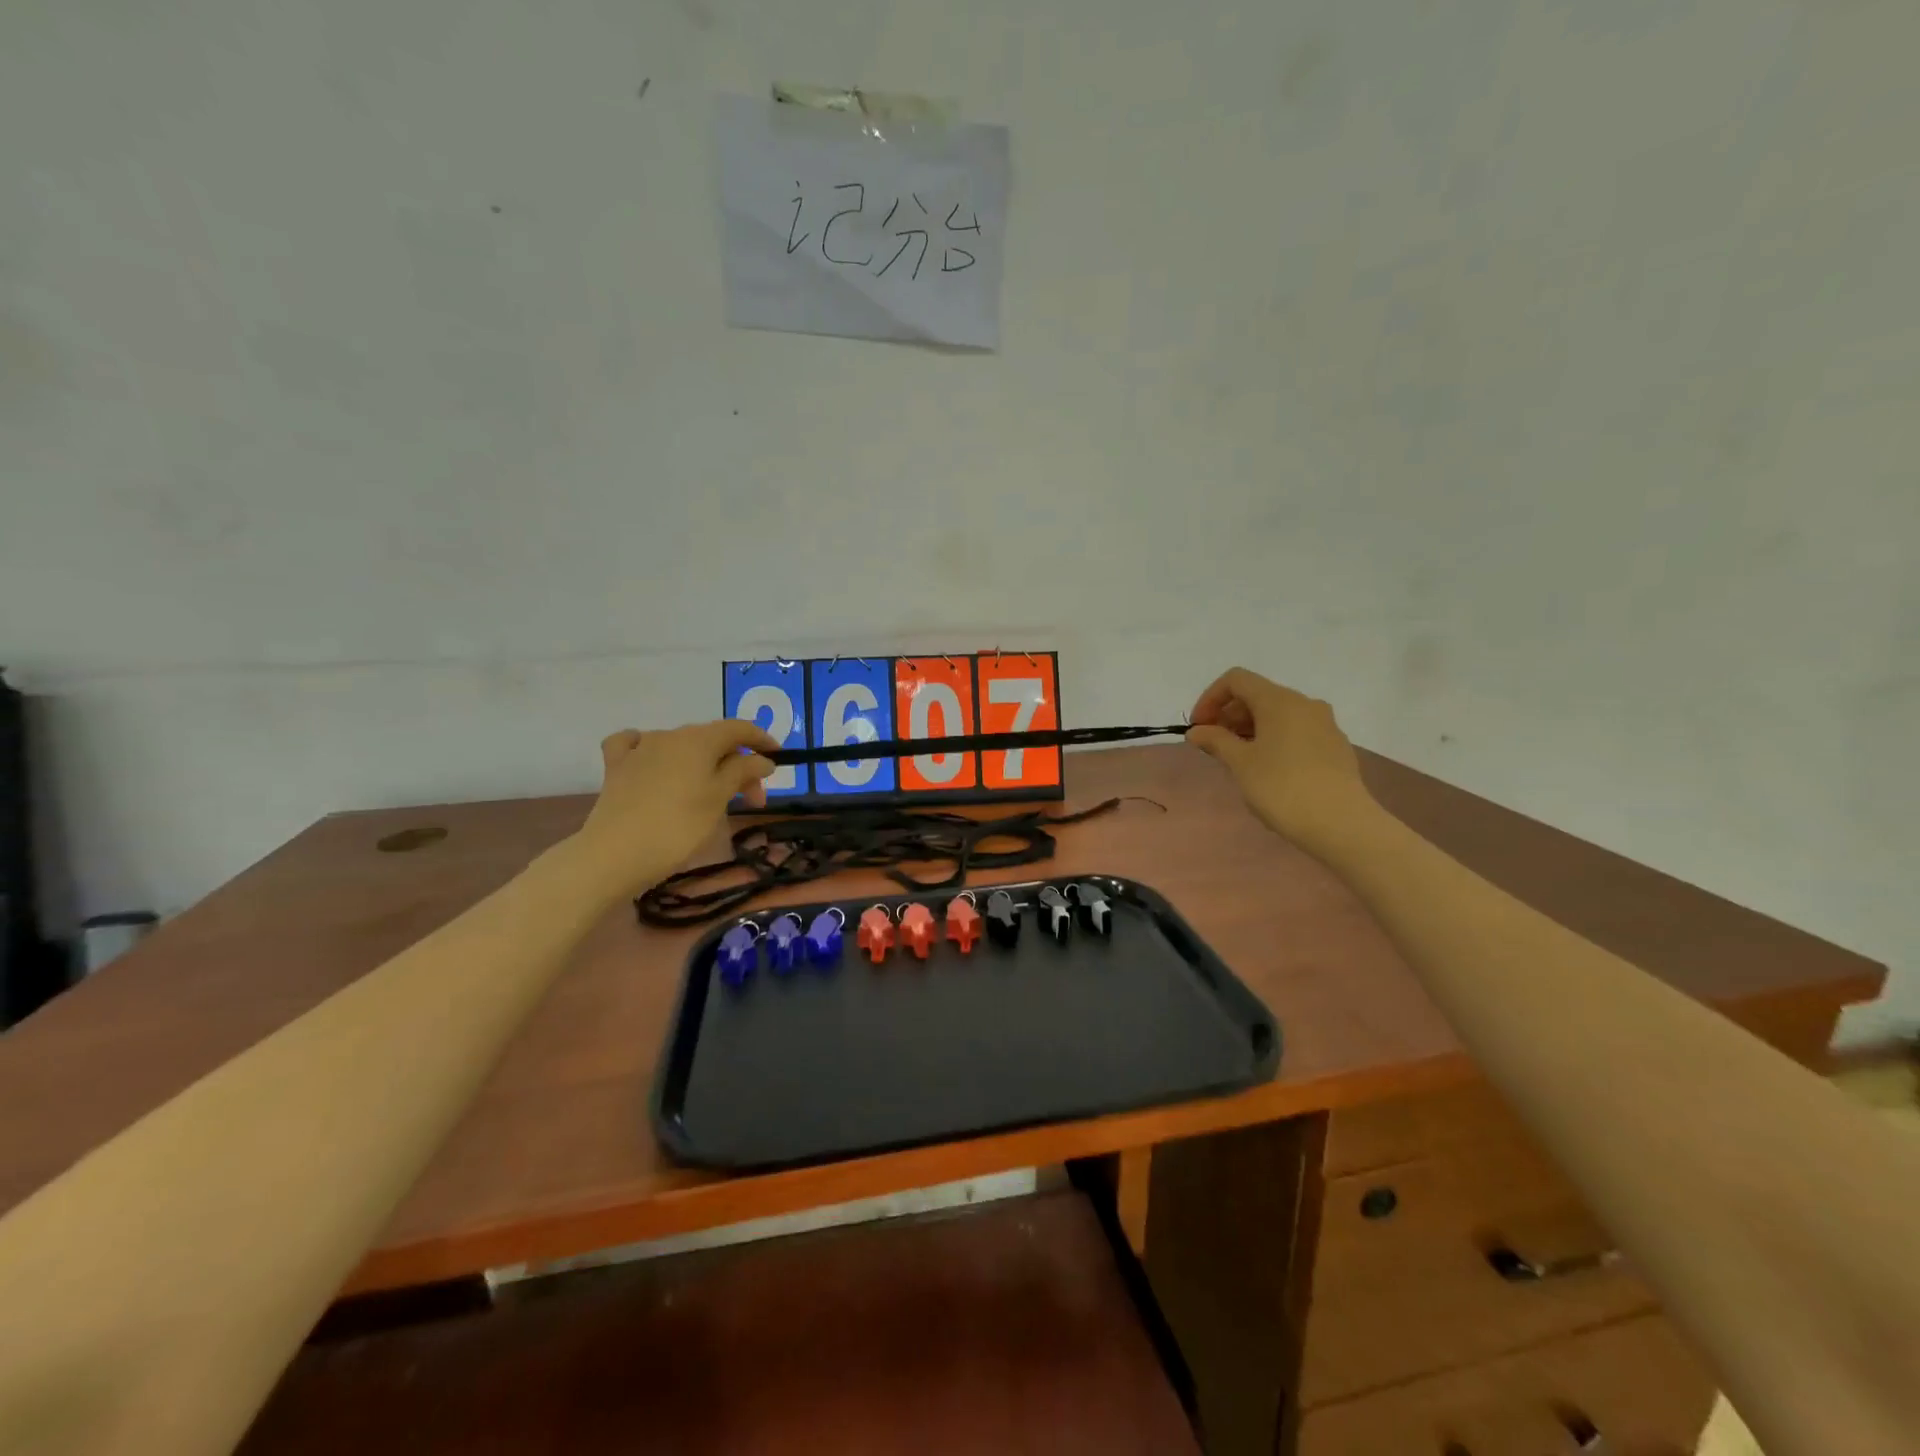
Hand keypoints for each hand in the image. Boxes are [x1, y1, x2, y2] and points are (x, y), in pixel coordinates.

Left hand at [568, 719, 778, 899]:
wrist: (614, 854)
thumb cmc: (678, 827)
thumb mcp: (719, 799)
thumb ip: (743, 772)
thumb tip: (762, 759)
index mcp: (699, 740)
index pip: (739, 728)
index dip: (762, 740)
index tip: (778, 759)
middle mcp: (670, 735)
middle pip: (713, 741)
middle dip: (737, 764)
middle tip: (752, 799)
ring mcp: (640, 749)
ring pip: (682, 746)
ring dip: (703, 764)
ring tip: (710, 794)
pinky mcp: (617, 767)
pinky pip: (635, 746)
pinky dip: (650, 750)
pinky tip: (651, 760)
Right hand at [1186, 668, 1376, 851]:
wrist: (1342, 824)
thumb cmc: (1282, 788)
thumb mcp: (1240, 764)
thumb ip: (1215, 741)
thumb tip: (1197, 731)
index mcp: (1279, 700)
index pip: (1236, 680)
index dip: (1210, 698)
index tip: (1199, 728)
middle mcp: (1304, 703)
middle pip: (1257, 695)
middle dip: (1229, 716)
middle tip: (1213, 747)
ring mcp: (1324, 724)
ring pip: (1278, 714)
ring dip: (1250, 729)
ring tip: (1237, 760)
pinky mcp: (1335, 746)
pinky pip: (1296, 731)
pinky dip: (1273, 739)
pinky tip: (1268, 770)